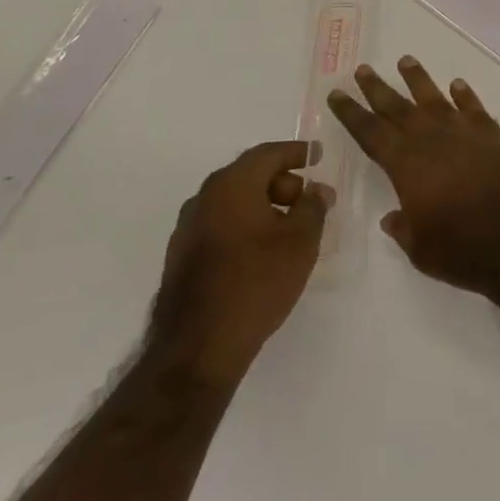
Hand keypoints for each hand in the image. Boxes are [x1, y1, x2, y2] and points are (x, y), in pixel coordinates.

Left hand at [146, 141, 329, 386]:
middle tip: (308, 201)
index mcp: (232, 183)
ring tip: (289, 230)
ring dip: (264, 207)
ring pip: (234, 202)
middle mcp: (205, 196)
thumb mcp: (299, 242)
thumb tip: (316, 190)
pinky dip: (244, 226)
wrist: (197, 348)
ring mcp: (188, 227)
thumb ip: (313, 207)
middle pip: (250, 175)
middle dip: (283, 183)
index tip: (318, 155)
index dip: (297, 152)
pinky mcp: (181, 257)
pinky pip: (220, 225)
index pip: (269, 154)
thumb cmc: (255, 283)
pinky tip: (261, 253)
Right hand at [326, 57, 499, 297]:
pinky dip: (465, 95)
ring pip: (434, 98)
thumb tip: (392, 217)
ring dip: (418, 79)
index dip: (352, 113)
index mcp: (407, 165)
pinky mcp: (494, 134)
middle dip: (377, 88)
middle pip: (397, 107)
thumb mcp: (423, 251)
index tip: (337, 93)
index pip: (371, 132)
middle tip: (363, 69)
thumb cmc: (466, 251)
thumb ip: (405, 229)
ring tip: (406, 60)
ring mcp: (464, 132)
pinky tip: (458, 85)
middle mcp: (431, 139)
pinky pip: (474, 107)